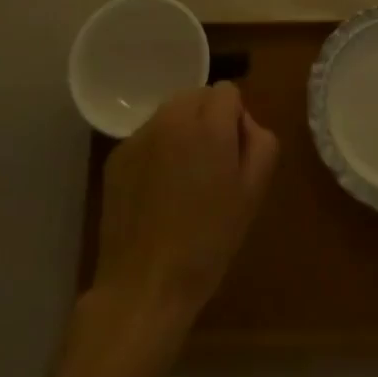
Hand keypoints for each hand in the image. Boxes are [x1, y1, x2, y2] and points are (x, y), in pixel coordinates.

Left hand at [91, 83, 278, 340]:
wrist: (145, 285)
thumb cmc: (208, 242)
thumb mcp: (253, 194)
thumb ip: (260, 142)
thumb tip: (244, 123)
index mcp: (209, 123)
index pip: (228, 91)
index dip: (235, 120)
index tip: (233, 156)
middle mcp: (171, 117)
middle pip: (197, 95)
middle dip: (208, 119)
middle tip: (210, 167)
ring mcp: (139, 135)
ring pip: (170, 114)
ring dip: (181, 132)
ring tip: (182, 180)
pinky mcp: (117, 156)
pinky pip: (146, 137)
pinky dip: (156, 152)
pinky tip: (156, 193)